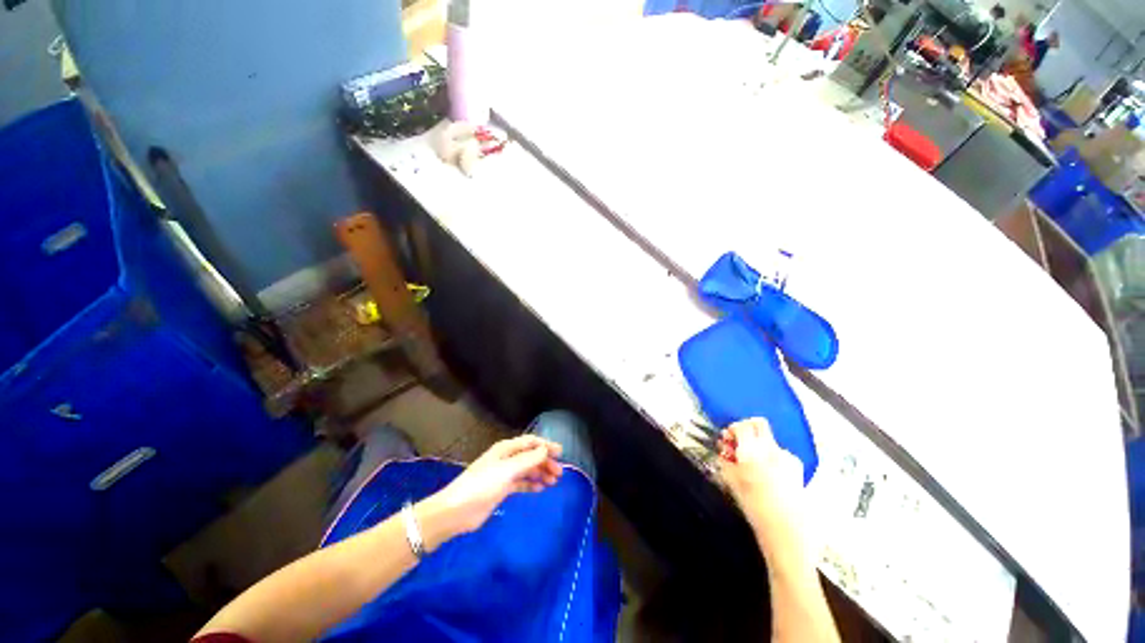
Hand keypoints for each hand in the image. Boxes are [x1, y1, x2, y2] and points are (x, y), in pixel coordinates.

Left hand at [416, 435, 563, 550]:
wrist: (457, 511)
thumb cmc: (482, 485)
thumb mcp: (507, 470)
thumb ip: (528, 459)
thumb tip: (545, 449)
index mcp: (506, 449)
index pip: (530, 442)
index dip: (546, 445)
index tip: (561, 453)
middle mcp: (506, 458)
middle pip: (530, 456)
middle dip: (545, 461)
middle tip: (559, 473)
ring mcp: (504, 474)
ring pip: (527, 470)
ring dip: (540, 473)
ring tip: (553, 482)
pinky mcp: (501, 489)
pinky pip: (521, 483)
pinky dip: (531, 484)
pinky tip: (540, 489)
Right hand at [718, 419, 805, 547]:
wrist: (787, 531)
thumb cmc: (755, 508)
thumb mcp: (732, 482)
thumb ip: (725, 460)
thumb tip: (724, 447)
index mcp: (753, 452)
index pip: (742, 426)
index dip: (733, 429)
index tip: (728, 439)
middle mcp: (771, 449)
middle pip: (759, 424)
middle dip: (747, 429)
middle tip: (740, 443)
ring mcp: (787, 457)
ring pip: (769, 439)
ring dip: (758, 444)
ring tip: (753, 464)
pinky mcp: (797, 466)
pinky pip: (779, 453)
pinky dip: (771, 457)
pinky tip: (768, 474)